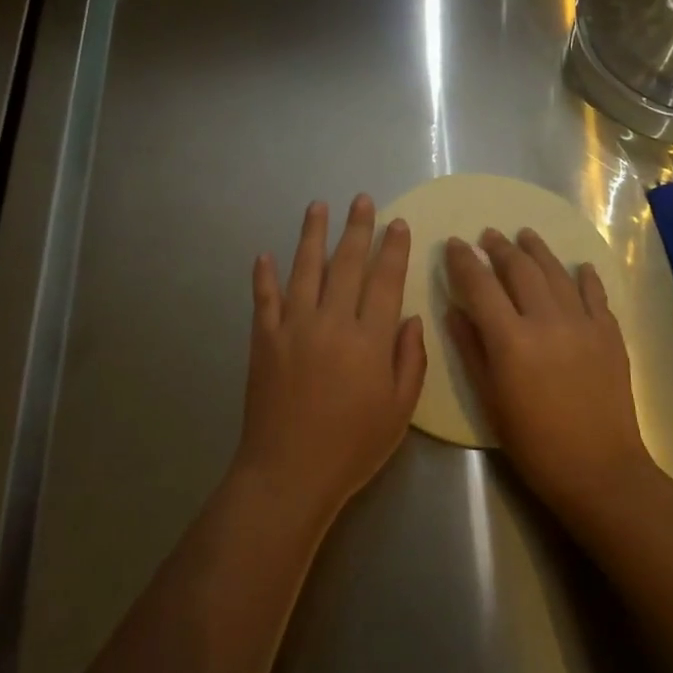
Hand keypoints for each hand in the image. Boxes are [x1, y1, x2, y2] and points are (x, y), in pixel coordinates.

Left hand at [236, 195, 426, 520]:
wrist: (289, 472)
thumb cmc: (352, 446)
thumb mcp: (399, 410)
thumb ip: (409, 359)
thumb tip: (409, 317)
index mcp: (368, 339)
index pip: (385, 280)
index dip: (393, 249)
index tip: (397, 223)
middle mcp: (331, 322)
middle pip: (346, 264)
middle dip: (357, 228)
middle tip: (361, 200)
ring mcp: (292, 327)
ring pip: (304, 269)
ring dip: (311, 235)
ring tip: (317, 207)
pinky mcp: (263, 340)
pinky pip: (263, 299)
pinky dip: (264, 276)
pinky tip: (264, 255)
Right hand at [444, 228, 655, 512]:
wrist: (598, 468)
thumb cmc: (532, 441)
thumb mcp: (489, 398)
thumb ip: (471, 348)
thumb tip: (454, 309)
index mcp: (511, 339)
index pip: (480, 285)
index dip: (463, 261)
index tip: (454, 243)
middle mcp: (547, 320)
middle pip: (520, 270)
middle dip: (500, 248)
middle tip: (488, 235)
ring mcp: (583, 323)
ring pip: (557, 273)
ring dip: (538, 251)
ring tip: (525, 235)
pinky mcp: (610, 333)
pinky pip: (595, 294)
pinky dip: (585, 276)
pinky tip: (579, 266)